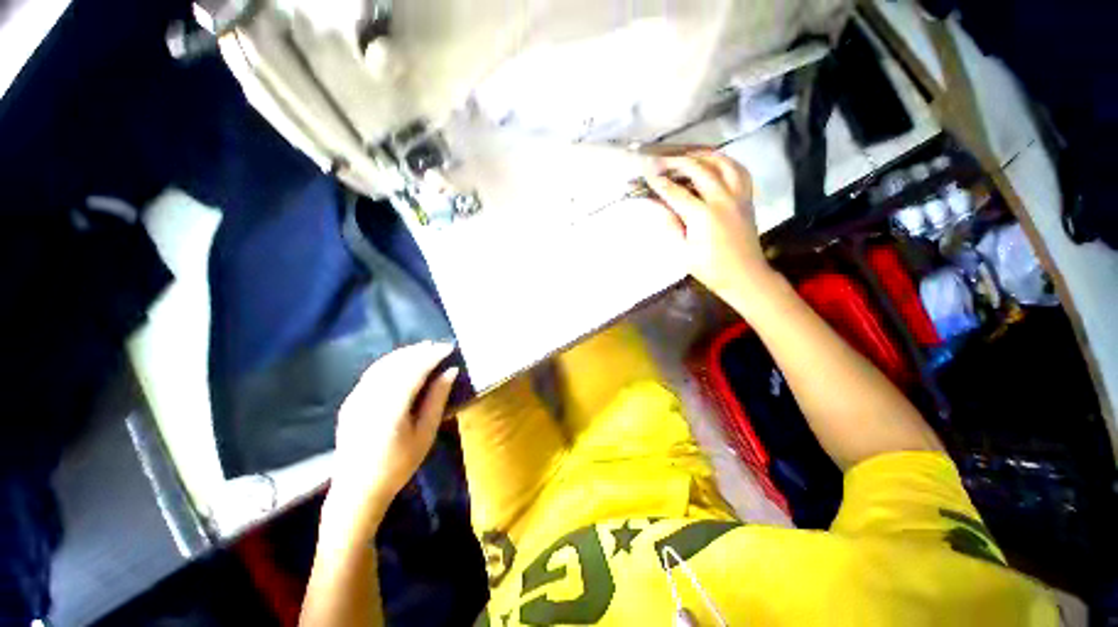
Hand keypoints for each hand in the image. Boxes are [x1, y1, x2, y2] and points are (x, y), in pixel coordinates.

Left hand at [322, 341, 458, 544]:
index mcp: (391, 408)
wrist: (356, 491)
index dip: (432, 355)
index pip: (414, 370)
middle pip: (397, 363)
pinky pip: (372, 373)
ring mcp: (356, 398)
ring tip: (424, 349)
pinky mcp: (350, 401)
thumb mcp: (425, 434)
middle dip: (419, 351)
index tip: (449, 347)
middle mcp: (370, 397)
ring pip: (382, 365)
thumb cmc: (398, 465)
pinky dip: (390, 362)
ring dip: (404, 354)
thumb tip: (450, 371)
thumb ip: (437, 399)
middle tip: (439, 346)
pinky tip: (401, 362)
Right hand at [646, 152, 774, 299]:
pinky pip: (739, 170)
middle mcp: (722, 199)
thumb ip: (669, 224)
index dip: (659, 182)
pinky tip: (714, 162)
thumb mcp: (682, 252)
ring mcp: (738, 196)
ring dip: (702, 154)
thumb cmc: (710, 268)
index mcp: (703, 216)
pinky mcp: (747, 198)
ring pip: (722, 162)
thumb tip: (655, 204)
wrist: (745, 275)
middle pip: (698, 169)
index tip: (645, 172)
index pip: (675, 192)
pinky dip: (725, 161)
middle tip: (660, 160)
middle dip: (676, 161)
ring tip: (686, 154)